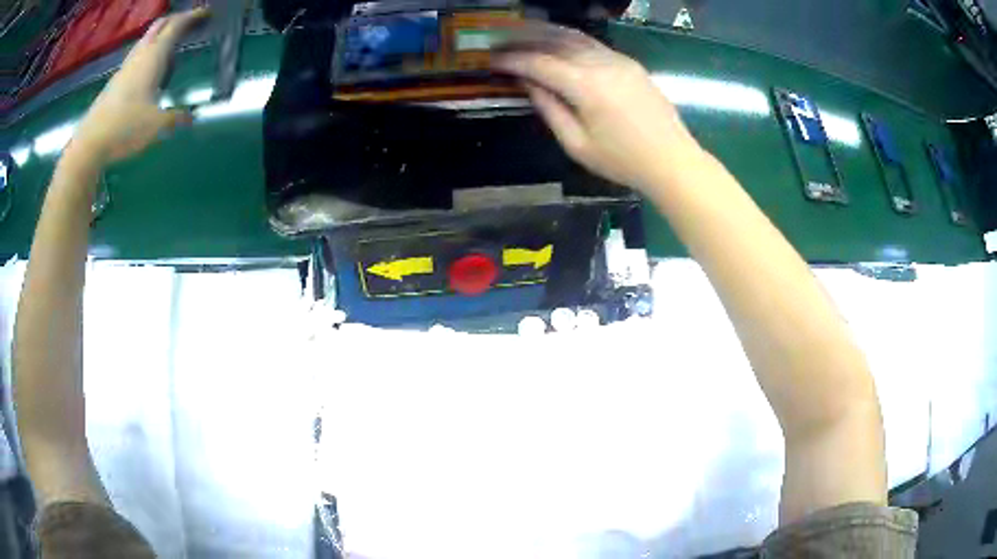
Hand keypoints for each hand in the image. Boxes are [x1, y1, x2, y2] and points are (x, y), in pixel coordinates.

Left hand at [70, 7, 209, 165]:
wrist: (89, 144)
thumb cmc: (124, 128)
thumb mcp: (156, 126)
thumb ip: (176, 118)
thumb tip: (191, 117)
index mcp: (153, 58)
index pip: (176, 26)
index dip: (192, 16)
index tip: (206, 12)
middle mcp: (139, 56)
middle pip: (160, 26)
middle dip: (176, 19)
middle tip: (190, 22)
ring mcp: (125, 68)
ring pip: (146, 39)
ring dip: (161, 34)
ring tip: (172, 43)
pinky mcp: (116, 82)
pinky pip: (137, 56)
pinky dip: (149, 52)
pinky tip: (151, 68)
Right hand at [493, 24, 700, 192]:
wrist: (672, 160)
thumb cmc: (622, 161)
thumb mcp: (577, 145)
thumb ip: (549, 109)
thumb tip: (529, 84)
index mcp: (586, 86)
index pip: (539, 63)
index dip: (512, 60)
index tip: (490, 60)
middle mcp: (601, 63)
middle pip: (555, 41)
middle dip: (523, 40)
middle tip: (500, 43)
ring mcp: (618, 60)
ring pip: (575, 37)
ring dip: (545, 33)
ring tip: (521, 35)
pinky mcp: (629, 63)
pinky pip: (592, 43)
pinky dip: (569, 39)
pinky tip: (557, 42)